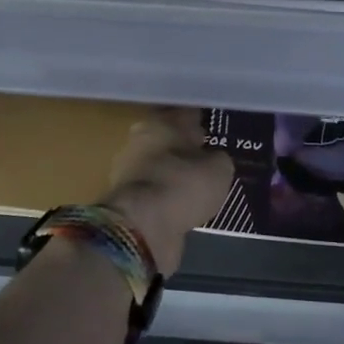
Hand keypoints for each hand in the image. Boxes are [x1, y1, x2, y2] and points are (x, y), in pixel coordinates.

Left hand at [101, 108, 234, 276]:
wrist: (142, 228)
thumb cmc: (183, 185)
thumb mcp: (219, 169)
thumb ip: (218, 158)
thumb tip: (213, 159)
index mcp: (162, 122)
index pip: (187, 116)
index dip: (202, 123)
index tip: (214, 133)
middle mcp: (139, 140)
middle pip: (168, 140)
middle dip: (185, 149)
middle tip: (206, 160)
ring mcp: (128, 170)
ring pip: (158, 166)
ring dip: (173, 174)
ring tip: (195, 187)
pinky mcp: (125, 199)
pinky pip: (153, 192)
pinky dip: (165, 196)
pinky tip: (181, 205)